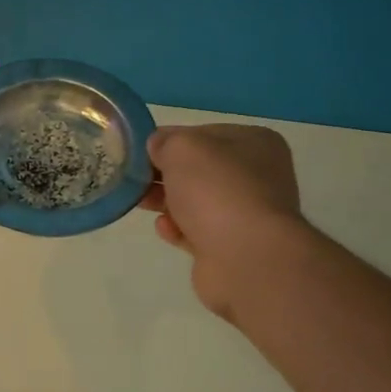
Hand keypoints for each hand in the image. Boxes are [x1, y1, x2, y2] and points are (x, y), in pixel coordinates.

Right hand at [140, 124, 303, 318]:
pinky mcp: (232, 246)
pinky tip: (165, 228)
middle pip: (199, 169)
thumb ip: (165, 142)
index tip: (139, 152)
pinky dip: (178, 228)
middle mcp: (256, 175)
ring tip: (140, 203)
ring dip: (167, 201)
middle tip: (134, 179)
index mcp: (254, 142)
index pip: (203, 134)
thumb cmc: (217, 191)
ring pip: (196, 201)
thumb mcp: (183, 149)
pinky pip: (197, 231)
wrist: (246, 257)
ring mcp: (246, 214)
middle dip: (164, 174)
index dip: (169, 140)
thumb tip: (158, 147)